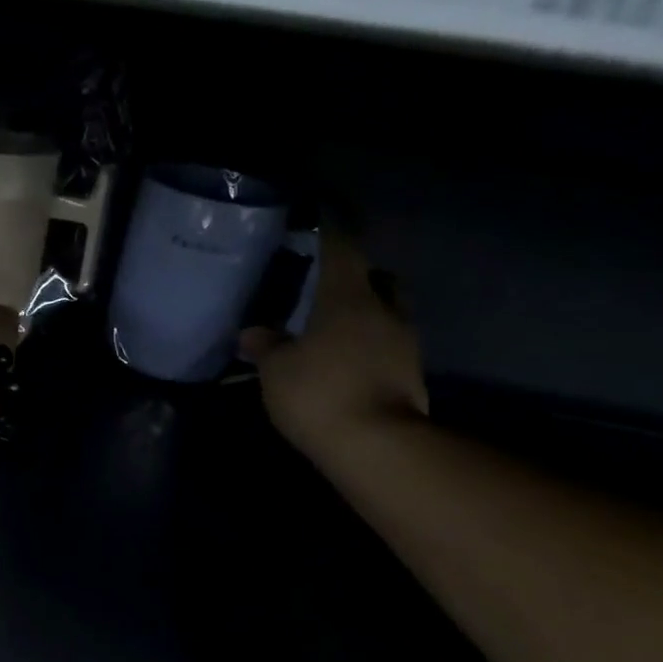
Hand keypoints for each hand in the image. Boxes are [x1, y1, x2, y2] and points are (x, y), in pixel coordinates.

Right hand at [242, 226, 427, 457]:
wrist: (376, 445)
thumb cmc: (319, 393)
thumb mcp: (277, 370)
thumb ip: (266, 346)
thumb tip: (251, 331)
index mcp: (349, 298)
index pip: (342, 250)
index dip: (331, 231)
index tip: (322, 216)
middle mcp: (385, 311)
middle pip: (379, 279)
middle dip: (360, 277)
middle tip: (332, 286)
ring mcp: (404, 344)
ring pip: (388, 313)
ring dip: (368, 314)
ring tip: (336, 328)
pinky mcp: (411, 374)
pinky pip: (389, 346)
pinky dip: (371, 346)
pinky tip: (348, 360)